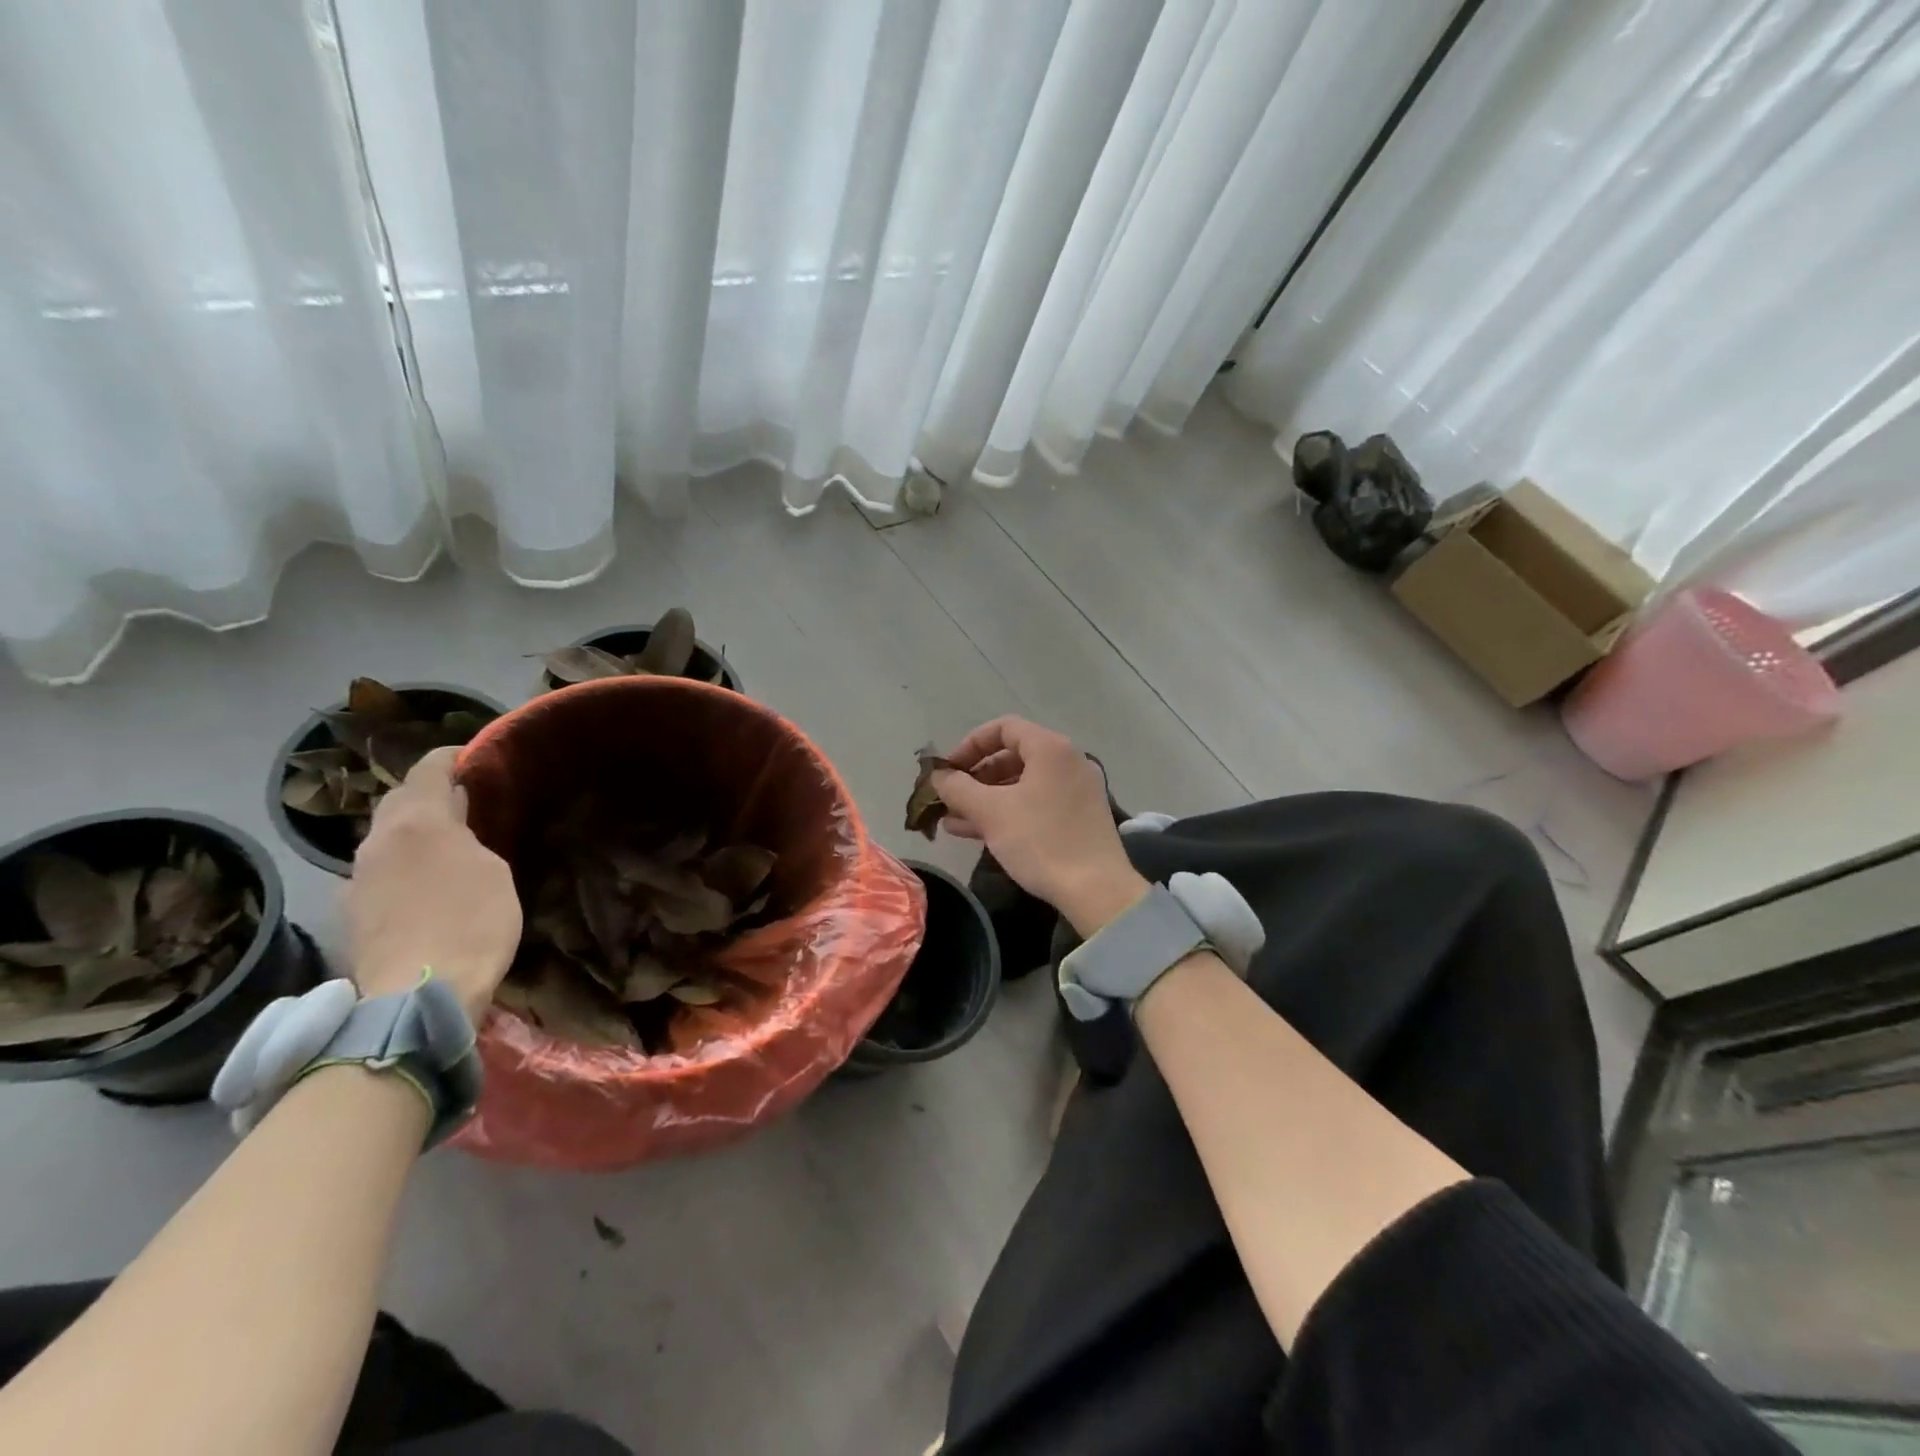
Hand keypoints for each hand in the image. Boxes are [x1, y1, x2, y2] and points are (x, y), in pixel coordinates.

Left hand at [346, 747, 520, 1023]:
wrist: (416, 997)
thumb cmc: (472, 922)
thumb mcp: (493, 870)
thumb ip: (470, 837)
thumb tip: (455, 821)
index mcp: (416, 822)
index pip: (427, 770)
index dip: (450, 757)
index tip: (470, 755)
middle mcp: (376, 841)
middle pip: (397, 802)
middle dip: (426, 794)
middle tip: (461, 802)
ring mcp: (355, 880)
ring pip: (385, 839)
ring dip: (411, 833)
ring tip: (444, 845)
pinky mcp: (351, 915)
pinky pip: (378, 873)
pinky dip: (401, 866)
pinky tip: (421, 887)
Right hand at [931, 717, 1147, 935]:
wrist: (1096, 891)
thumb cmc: (1041, 841)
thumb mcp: (991, 812)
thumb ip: (958, 788)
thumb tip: (938, 776)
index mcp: (1050, 749)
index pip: (1003, 728)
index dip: (970, 745)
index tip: (948, 770)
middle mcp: (1067, 761)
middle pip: (1012, 756)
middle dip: (975, 776)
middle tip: (950, 798)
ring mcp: (1076, 790)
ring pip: (1022, 783)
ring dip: (986, 798)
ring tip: (953, 820)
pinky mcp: (1079, 817)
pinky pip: (1036, 803)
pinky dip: (1008, 811)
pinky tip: (977, 833)